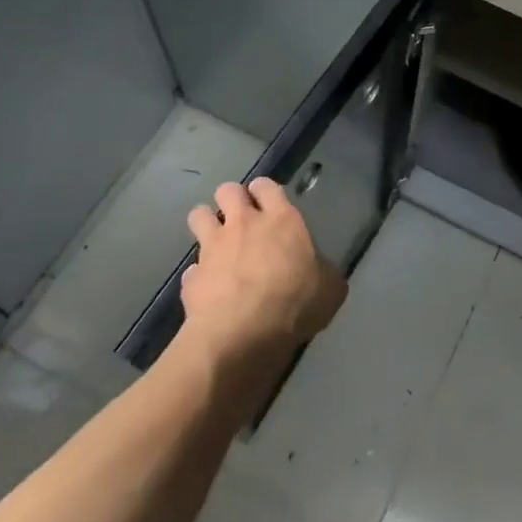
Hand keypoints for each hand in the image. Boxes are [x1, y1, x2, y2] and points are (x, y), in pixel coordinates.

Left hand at [179, 178, 346, 362]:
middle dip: (231, 198)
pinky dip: (198, 275)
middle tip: (240, 217)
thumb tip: (321, 271)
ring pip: (199, 215)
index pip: (267, 186)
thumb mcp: (330, 288)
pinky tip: (207, 288)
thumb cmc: (294, 304)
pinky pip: (192, 268)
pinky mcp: (191, 277)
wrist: (241, 335)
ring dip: (205, 223)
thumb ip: (323, 271)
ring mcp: (213, 248)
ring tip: (216, 240)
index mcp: (281, 220)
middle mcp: (244, 224)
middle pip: (228, 190)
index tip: (266, 202)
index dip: (264, 191)